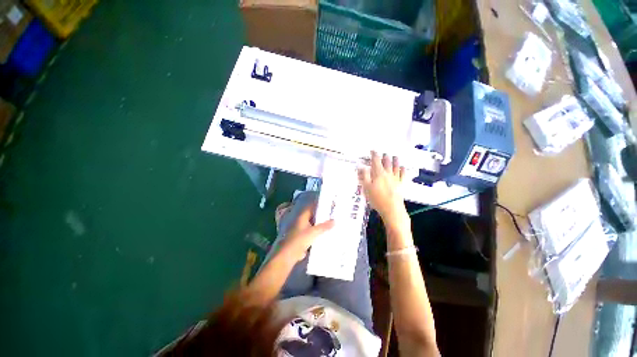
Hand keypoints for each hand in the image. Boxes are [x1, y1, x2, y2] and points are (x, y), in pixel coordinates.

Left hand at [281, 204, 333, 261]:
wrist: (289, 254)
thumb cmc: (300, 239)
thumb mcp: (314, 232)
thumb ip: (324, 226)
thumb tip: (334, 220)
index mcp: (302, 217)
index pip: (311, 207)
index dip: (319, 205)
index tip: (328, 205)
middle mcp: (301, 221)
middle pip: (313, 216)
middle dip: (321, 216)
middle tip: (332, 215)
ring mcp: (301, 230)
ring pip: (313, 225)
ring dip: (320, 225)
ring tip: (331, 224)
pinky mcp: (302, 238)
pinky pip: (312, 233)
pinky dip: (317, 233)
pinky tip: (325, 234)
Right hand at [358, 151, 408, 227]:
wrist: (392, 209)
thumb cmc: (377, 199)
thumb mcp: (366, 188)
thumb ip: (364, 176)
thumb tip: (361, 166)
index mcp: (378, 173)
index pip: (376, 161)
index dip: (374, 154)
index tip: (373, 150)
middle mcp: (388, 173)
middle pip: (387, 162)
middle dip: (384, 156)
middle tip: (383, 153)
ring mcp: (396, 178)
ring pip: (396, 166)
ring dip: (395, 160)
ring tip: (395, 156)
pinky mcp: (401, 184)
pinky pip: (403, 174)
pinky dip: (403, 169)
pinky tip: (403, 167)